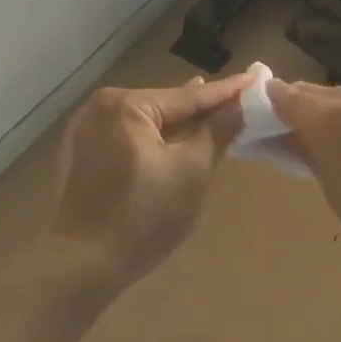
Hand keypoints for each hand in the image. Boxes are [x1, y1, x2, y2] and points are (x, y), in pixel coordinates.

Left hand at [48, 72, 251, 287]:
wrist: (85, 264)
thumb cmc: (144, 216)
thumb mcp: (191, 171)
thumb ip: (218, 131)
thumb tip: (242, 103)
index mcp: (126, 105)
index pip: (189, 97)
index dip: (227, 92)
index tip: (257, 78)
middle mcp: (101, 107)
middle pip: (166, 105)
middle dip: (201, 107)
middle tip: (240, 99)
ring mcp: (87, 130)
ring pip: (147, 122)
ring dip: (179, 124)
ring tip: (214, 112)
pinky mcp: (83, 154)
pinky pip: (130, 137)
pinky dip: (155, 138)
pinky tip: (175, 137)